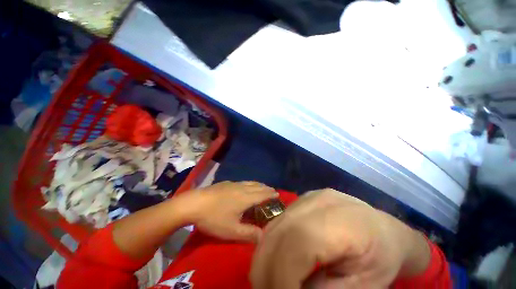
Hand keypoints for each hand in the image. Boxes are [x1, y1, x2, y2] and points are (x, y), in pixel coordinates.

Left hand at [176, 181, 278, 242]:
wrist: (194, 203)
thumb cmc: (214, 217)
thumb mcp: (231, 230)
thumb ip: (249, 233)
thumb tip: (264, 237)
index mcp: (246, 198)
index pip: (262, 194)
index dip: (270, 194)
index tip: (277, 193)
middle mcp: (242, 188)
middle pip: (257, 186)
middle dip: (266, 188)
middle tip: (272, 190)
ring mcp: (233, 184)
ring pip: (249, 182)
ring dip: (258, 184)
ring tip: (262, 186)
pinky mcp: (225, 183)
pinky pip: (242, 182)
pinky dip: (248, 183)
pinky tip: (244, 185)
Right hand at [250, 189, 430, 288]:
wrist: (383, 229)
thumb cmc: (383, 259)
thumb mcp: (364, 287)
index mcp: (343, 220)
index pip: (300, 241)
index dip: (283, 276)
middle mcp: (317, 202)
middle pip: (279, 232)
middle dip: (267, 270)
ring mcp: (305, 198)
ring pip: (273, 227)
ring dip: (265, 259)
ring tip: (271, 283)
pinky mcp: (299, 202)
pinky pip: (277, 225)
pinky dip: (271, 247)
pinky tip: (277, 263)